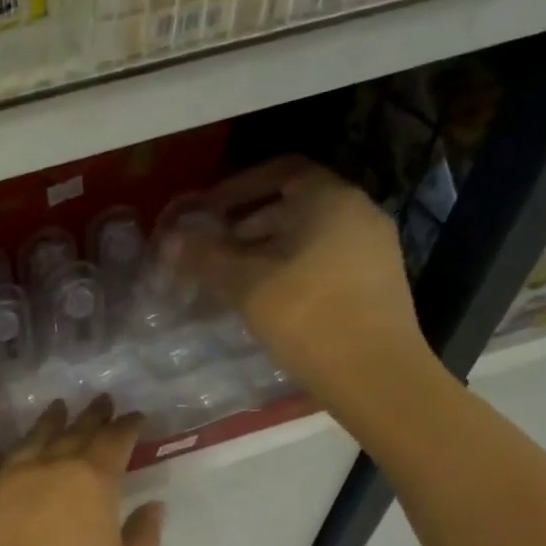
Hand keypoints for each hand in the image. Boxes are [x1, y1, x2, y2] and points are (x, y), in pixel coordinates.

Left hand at [0, 396, 163, 545]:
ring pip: (35, 440)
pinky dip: (24, 447)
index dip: (127, 427)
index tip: (136, 416)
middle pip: (74, 433)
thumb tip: (152, 506)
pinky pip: (10, 461)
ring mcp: (10, 482)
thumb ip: (141, 536)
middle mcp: (49, 470)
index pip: (113, 442)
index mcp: (91, 482)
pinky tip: (26, 451)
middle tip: (102, 400)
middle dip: (92, 416)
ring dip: (52, 421)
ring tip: (60, 407)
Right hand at [168, 157, 433, 413]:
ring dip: (265, 250)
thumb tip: (169, 240)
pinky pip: (323, 261)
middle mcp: (358, 214)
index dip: (238, 187)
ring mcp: (372, 250)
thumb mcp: (246, 284)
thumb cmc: (307, 315)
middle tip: (211, 249)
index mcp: (331, 200)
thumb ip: (205, 257)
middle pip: (294, 205)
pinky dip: (288, 269)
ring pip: (307, 237)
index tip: (206, 211)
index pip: (282, 171)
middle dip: (246, 224)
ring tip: (230, 279)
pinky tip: (264, 301)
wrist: (375, 374)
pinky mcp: (374, 284)